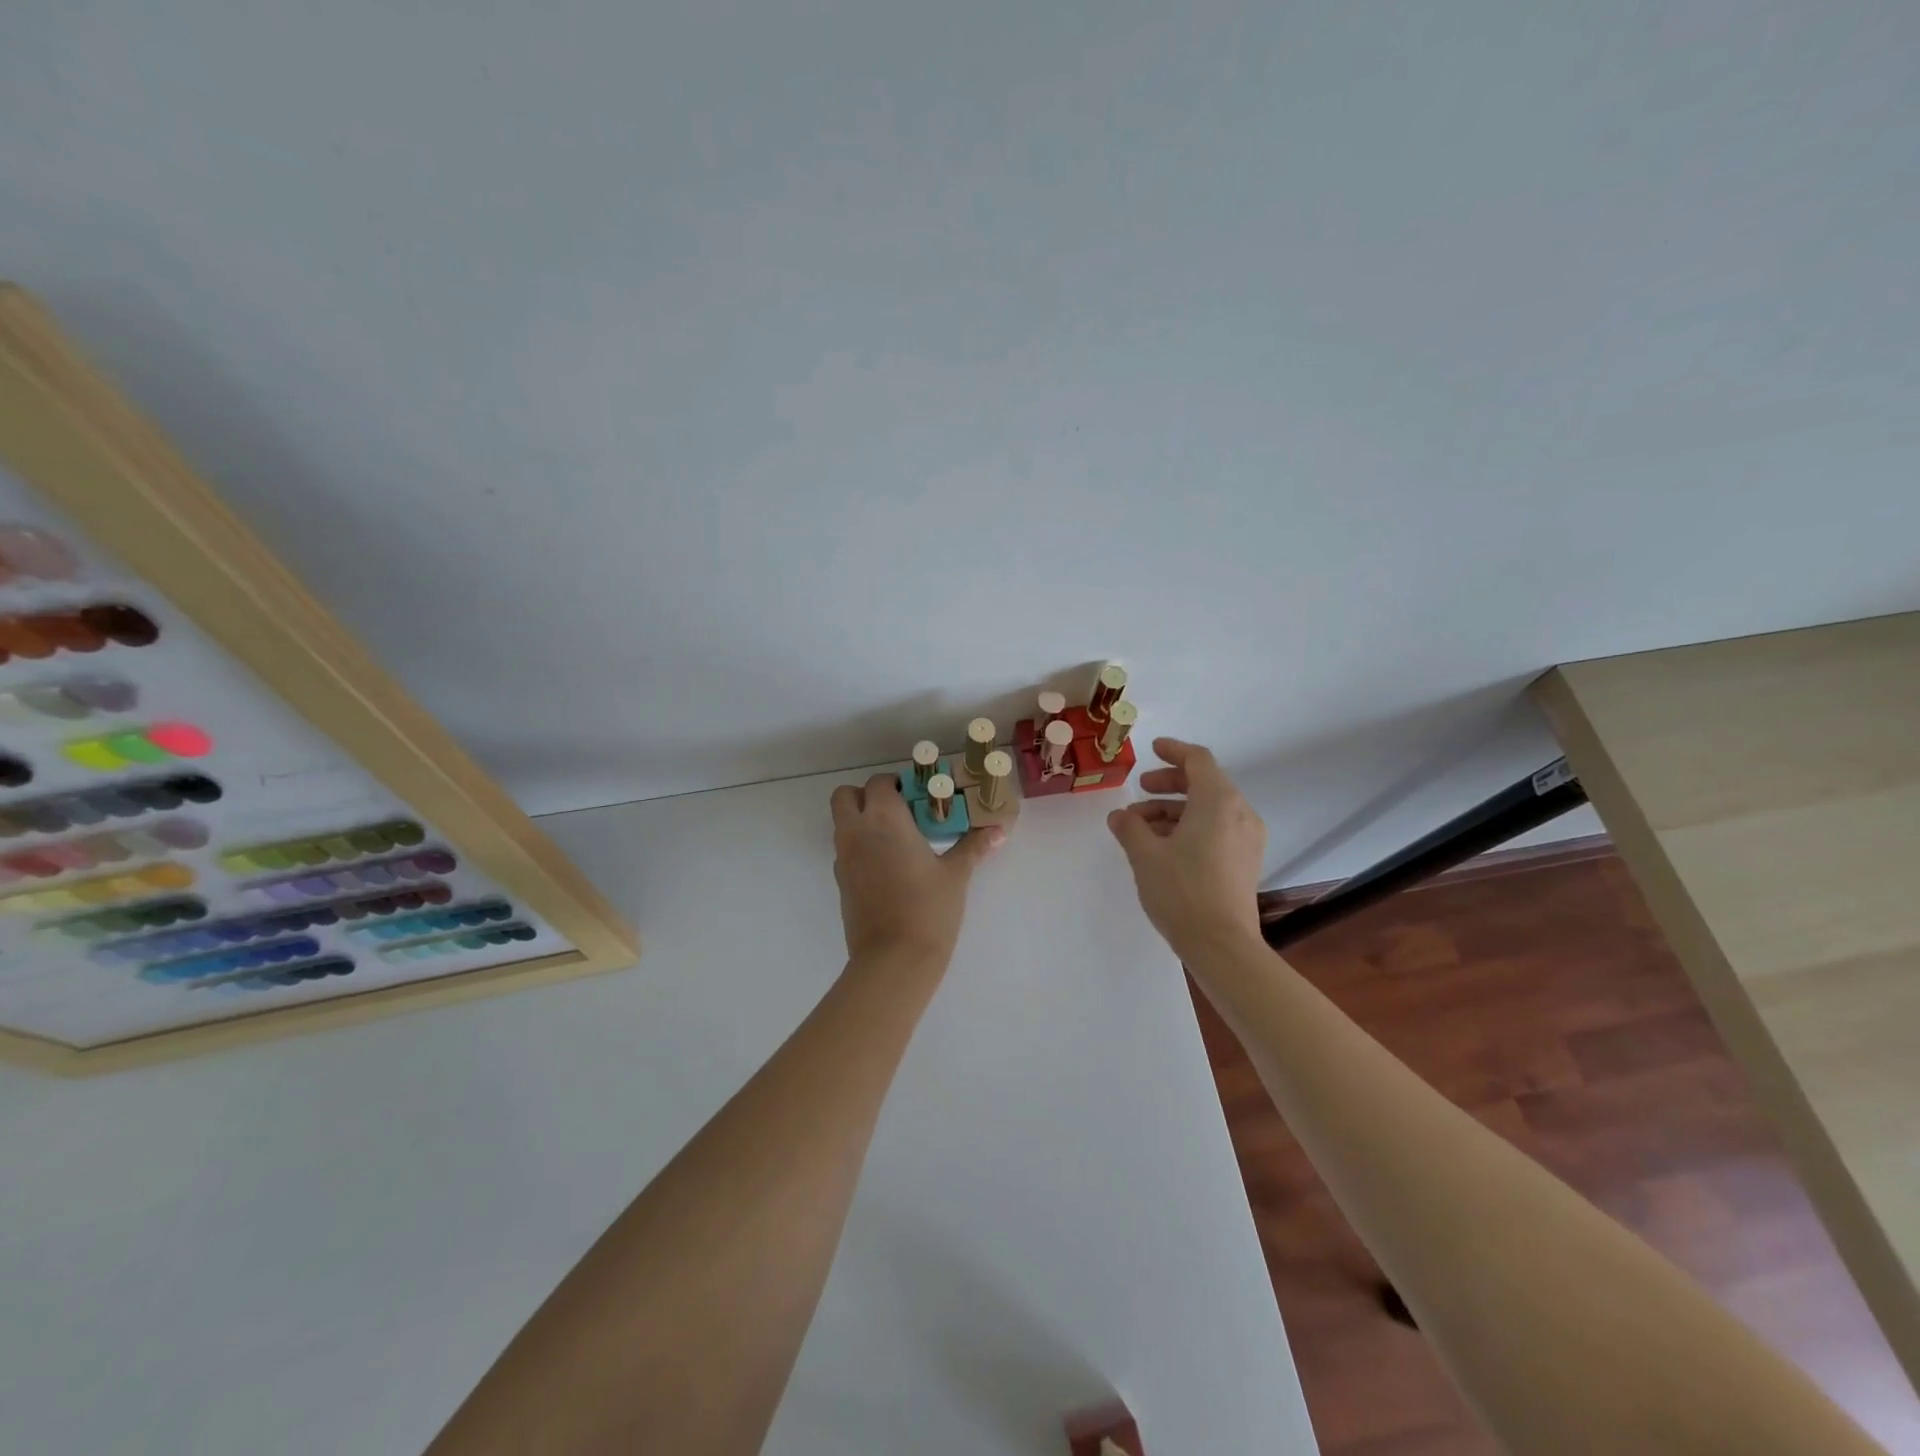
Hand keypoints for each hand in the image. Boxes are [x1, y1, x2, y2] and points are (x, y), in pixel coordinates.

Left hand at [831, 773, 1003, 962]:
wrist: (894, 959)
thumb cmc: (928, 908)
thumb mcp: (956, 875)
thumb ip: (973, 847)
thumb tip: (998, 831)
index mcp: (884, 819)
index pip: (879, 782)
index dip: (896, 783)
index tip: (919, 795)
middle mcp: (857, 831)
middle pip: (846, 795)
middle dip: (866, 796)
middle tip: (898, 811)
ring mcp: (844, 858)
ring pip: (842, 823)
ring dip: (861, 820)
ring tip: (897, 839)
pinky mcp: (841, 883)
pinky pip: (846, 851)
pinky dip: (860, 848)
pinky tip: (889, 867)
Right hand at [1107, 738, 1266, 958]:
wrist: (1222, 945)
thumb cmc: (1182, 891)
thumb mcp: (1145, 855)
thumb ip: (1130, 827)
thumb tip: (1120, 816)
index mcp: (1218, 801)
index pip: (1198, 760)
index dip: (1174, 751)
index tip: (1153, 750)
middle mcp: (1240, 813)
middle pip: (1205, 783)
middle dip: (1170, 783)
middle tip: (1141, 790)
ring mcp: (1248, 839)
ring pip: (1210, 809)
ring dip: (1176, 809)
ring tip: (1142, 828)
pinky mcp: (1246, 861)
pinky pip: (1218, 829)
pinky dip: (1192, 827)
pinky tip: (1164, 847)